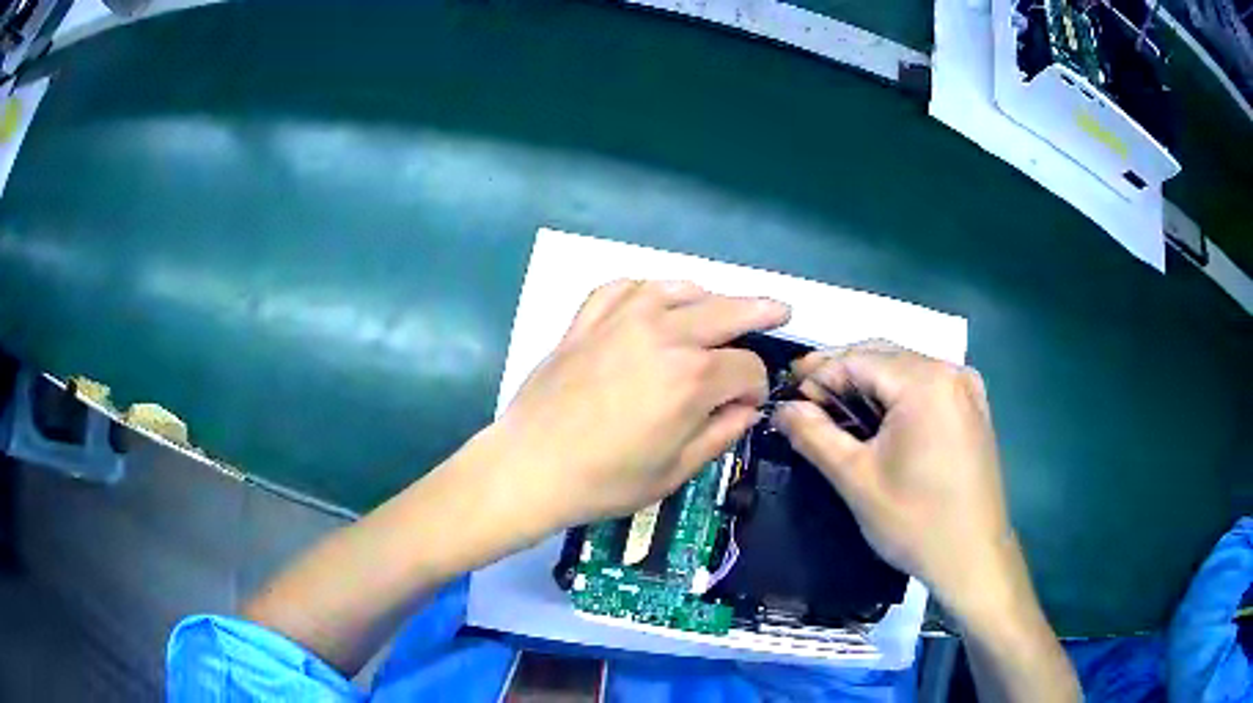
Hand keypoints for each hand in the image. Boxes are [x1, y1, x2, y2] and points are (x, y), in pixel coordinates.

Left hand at [489, 280, 789, 530]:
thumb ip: (720, 434)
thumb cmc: (604, 481)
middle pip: (728, 310)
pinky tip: (655, 300)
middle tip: (780, 309)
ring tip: (720, 305)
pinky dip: (648, 289)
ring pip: (679, 288)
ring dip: (708, 296)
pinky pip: (626, 287)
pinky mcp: (588, 319)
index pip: (747, 368)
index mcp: (692, 378)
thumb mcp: (675, 472)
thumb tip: (746, 408)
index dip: (757, 387)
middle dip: (760, 311)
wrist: (529, 467)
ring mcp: (622, 319)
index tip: (748, 404)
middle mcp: (664, 335)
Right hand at [772, 341, 1018, 623]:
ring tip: (834, 413)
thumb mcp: (856, 479)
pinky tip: (878, 420)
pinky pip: (926, 387)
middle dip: (840, 375)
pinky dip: (896, 396)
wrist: (974, 558)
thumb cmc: (915, 522)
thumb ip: (814, 435)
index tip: (786, 394)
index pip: (857, 359)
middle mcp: (950, 371)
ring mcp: (967, 389)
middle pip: (882, 357)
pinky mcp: (973, 409)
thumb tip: (782, 408)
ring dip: (867, 386)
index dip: (817, 374)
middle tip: (805, 403)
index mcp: (925, 381)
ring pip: (904, 370)